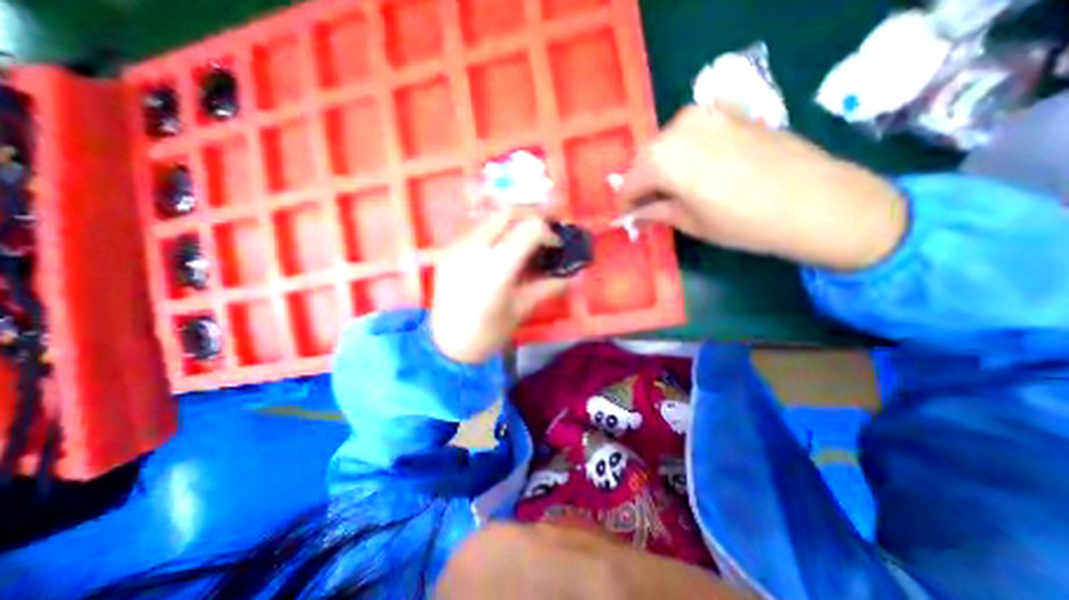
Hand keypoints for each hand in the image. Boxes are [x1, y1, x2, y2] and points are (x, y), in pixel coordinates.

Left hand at [429, 213, 571, 361]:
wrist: (445, 345)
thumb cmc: (487, 333)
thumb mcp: (521, 309)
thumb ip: (547, 287)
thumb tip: (570, 276)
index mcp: (497, 268)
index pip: (529, 230)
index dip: (548, 232)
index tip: (556, 244)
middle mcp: (475, 249)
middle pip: (508, 213)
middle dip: (532, 216)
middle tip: (545, 228)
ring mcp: (457, 247)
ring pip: (491, 218)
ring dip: (513, 222)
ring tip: (526, 237)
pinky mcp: (448, 251)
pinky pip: (477, 230)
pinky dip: (496, 232)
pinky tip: (502, 248)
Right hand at [615, 103, 904, 268]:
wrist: (815, 201)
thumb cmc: (742, 222)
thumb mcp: (689, 222)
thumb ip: (655, 213)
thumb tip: (634, 216)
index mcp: (662, 159)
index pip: (628, 183)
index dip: (625, 204)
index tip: (627, 218)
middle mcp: (678, 127)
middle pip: (645, 159)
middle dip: (641, 183)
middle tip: (647, 206)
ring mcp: (706, 113)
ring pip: (666, 143)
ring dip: (661, 166)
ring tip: (671, 190)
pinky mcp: (729, 111)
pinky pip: (691, 131)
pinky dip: (684, 150)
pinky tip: (695, 168)